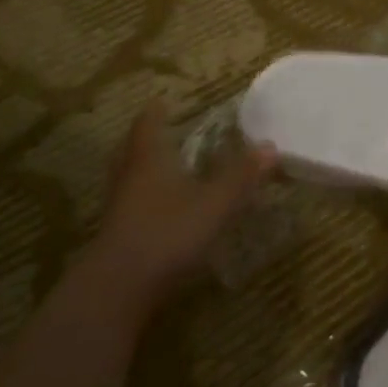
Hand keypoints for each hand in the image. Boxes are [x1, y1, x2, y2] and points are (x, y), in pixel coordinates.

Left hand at [77, 101, 274, 317]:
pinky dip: (142, 197)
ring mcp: (118, 207)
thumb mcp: (215, 203)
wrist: (120, 286)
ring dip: (140, 167)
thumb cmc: (169, 233)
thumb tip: (270, 146)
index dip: (156, 112)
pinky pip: (129, 204)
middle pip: (131, 149)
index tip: (162, 100)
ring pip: (126, 177)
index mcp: (149, 160)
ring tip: (159, 166)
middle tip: (159, 129)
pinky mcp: (117, 235)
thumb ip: (242, 176)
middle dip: (144, 137)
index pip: (149, 125)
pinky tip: (158, 208)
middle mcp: (129, 177)